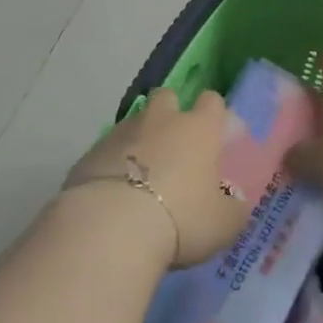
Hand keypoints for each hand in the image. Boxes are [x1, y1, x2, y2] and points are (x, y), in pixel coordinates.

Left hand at [62, 87, 250, 268]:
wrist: (113, 226)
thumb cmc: (182, 219)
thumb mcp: (225, 223)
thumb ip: (231, 206)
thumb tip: (231, 198)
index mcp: (198, 129)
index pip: (212, 101)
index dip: (214, 113)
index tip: (214, 134)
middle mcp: (160, 120)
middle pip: (167, 96)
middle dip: (170, 113)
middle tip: (174, 146)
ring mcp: (121, 133)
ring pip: (134, 123)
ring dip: (139, 140)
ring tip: (141, 175)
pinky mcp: (90, 152)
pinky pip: (107, 150)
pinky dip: (113, 163)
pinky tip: (114, 192)